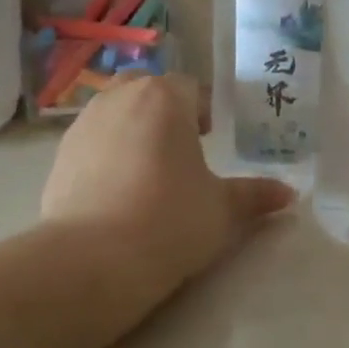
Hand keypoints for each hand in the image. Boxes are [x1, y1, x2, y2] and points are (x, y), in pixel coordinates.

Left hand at [41, 74, 295, 290]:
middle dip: (164, 110)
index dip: (202, 109)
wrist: (93, 259)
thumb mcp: (222, 210)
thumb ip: (255, 196)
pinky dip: (105, 153)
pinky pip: (91, 141)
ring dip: (132, 128)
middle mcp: (120, 98)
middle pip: (146, 89)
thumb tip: (289, 195)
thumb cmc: (170, 221)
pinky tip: (116, 190)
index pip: (189, 88)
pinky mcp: (59, 155)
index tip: (210, 137)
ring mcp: (84, 124)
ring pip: (115, 111)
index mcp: (164, 98)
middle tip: (180, 147)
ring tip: (147, 169)